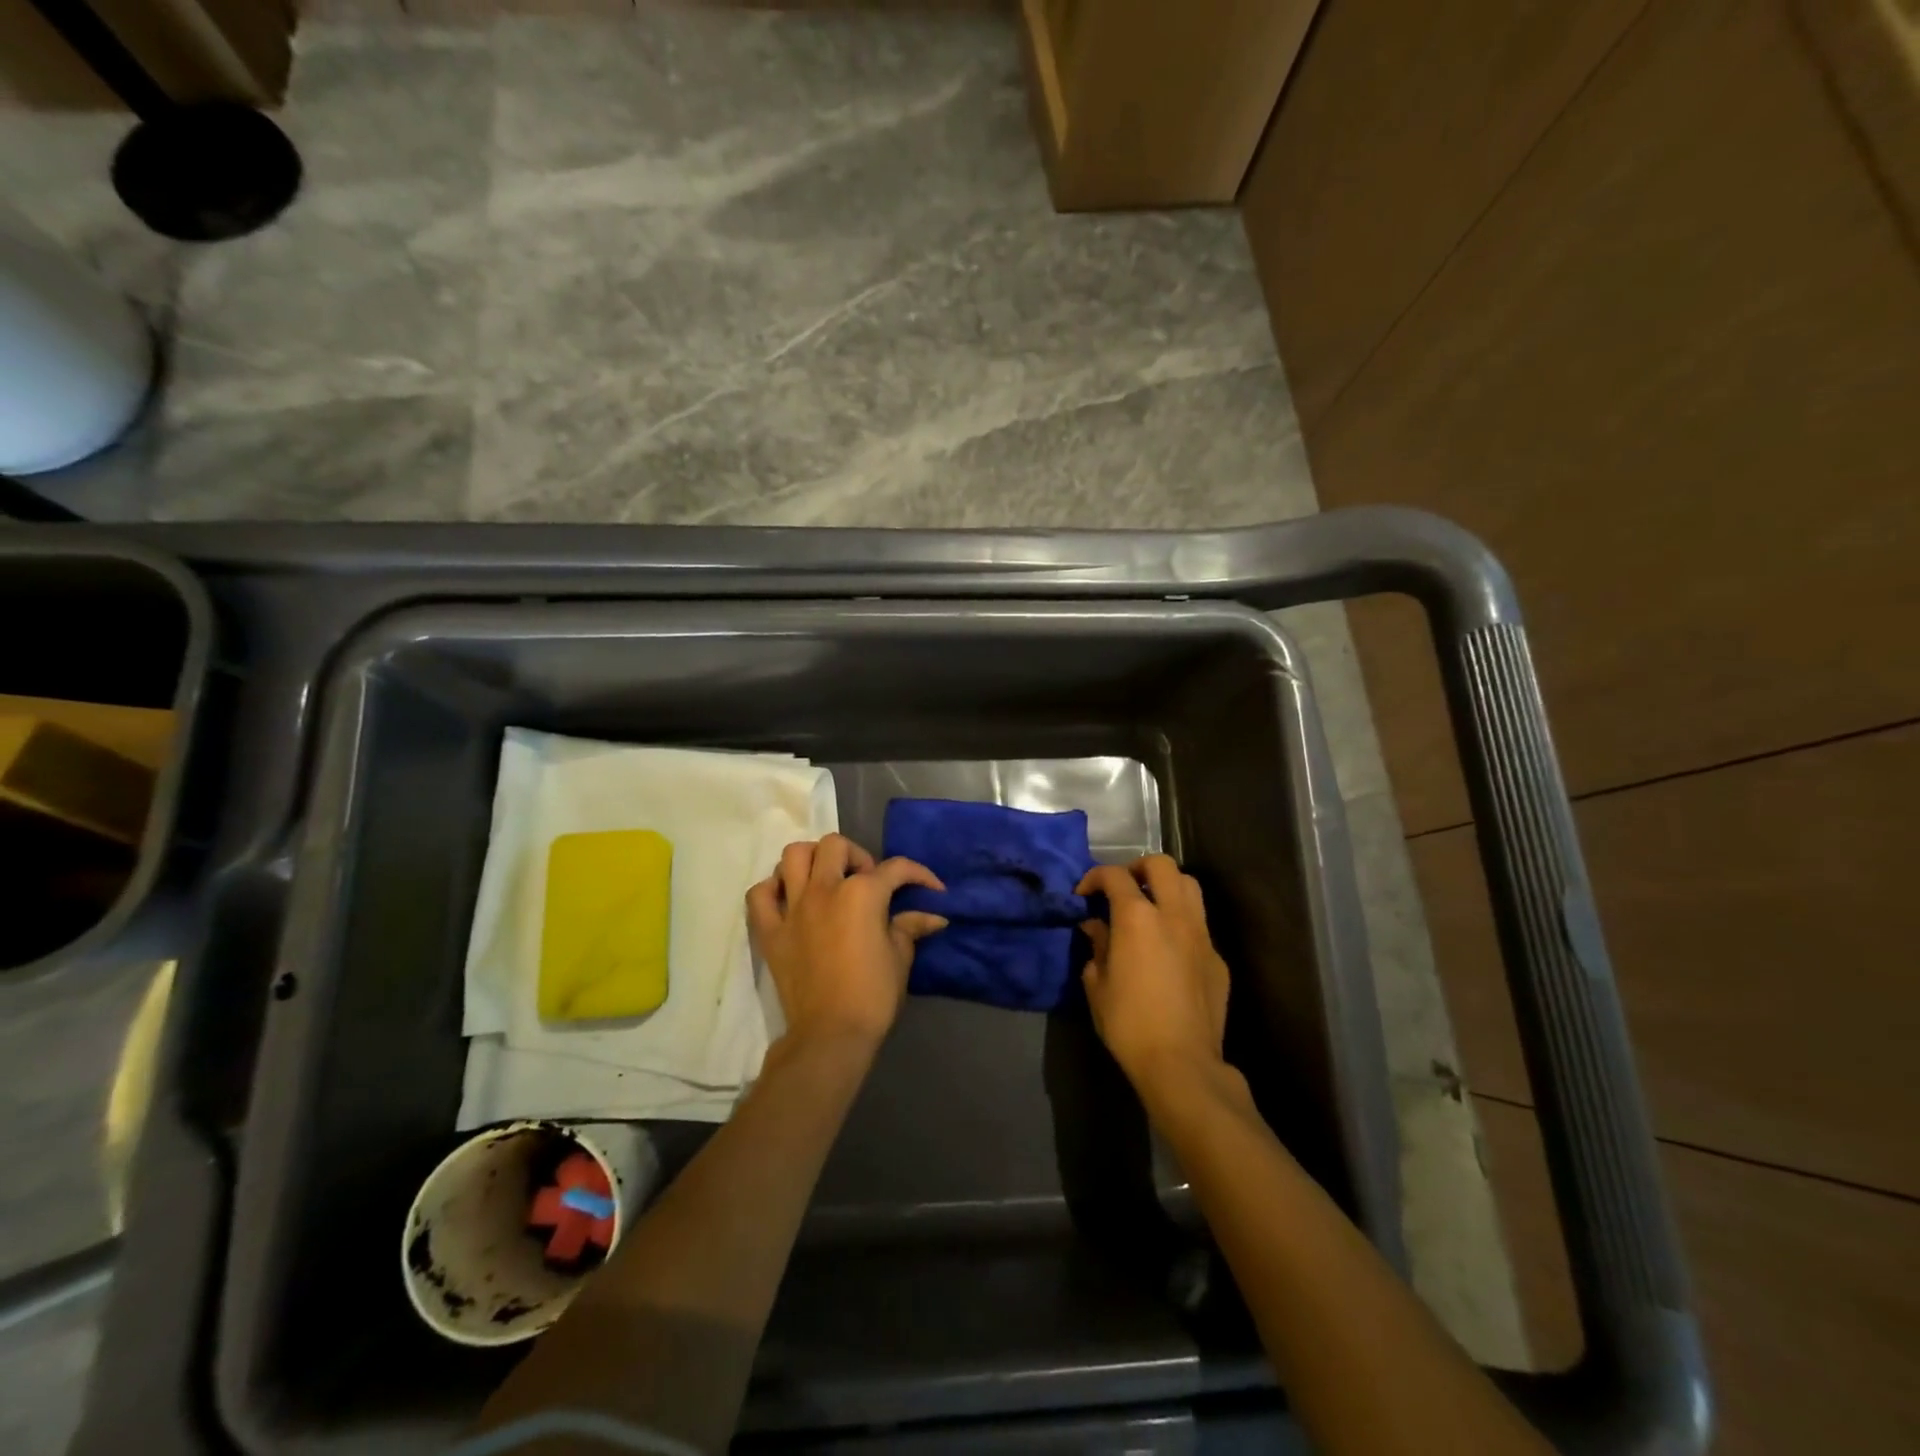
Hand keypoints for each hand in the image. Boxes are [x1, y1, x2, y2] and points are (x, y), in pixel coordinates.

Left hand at [746, 834, 946, 1052]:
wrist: (830, 1034)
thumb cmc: (873, 995)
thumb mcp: (900, 958)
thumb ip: (911, 927)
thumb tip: (933, 915)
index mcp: (862, 893)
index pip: (895, 869)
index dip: (919, 874)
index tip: (932, 888)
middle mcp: (824, 889)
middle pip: (835, 846)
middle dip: (857, 856)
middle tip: (867, 881)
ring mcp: (792, 908)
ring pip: (793, 856)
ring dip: (812, 860)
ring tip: (826, 879)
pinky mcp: (770, 931)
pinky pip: (760, 895)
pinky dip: (773, 889)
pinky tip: (789, 899)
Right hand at [1077, 855, 1230, 1093]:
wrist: (1181, 1063)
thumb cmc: (1129, 1023)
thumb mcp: (1097, 984)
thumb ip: (1097, 947)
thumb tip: (1095, 927)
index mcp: (1137, 917)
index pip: (1114, 876)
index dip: (1094, 878)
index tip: (1084, 894)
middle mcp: (1173, 915)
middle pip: (1161, 865)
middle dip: (1137, 867)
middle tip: (1123, 888)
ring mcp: (1201, 935)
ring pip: (1190, 886)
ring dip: (1167, 886)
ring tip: (1150, 906)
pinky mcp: (1217, 958)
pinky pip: (1199, 924)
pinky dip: (1181, 921)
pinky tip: (1169, 947)